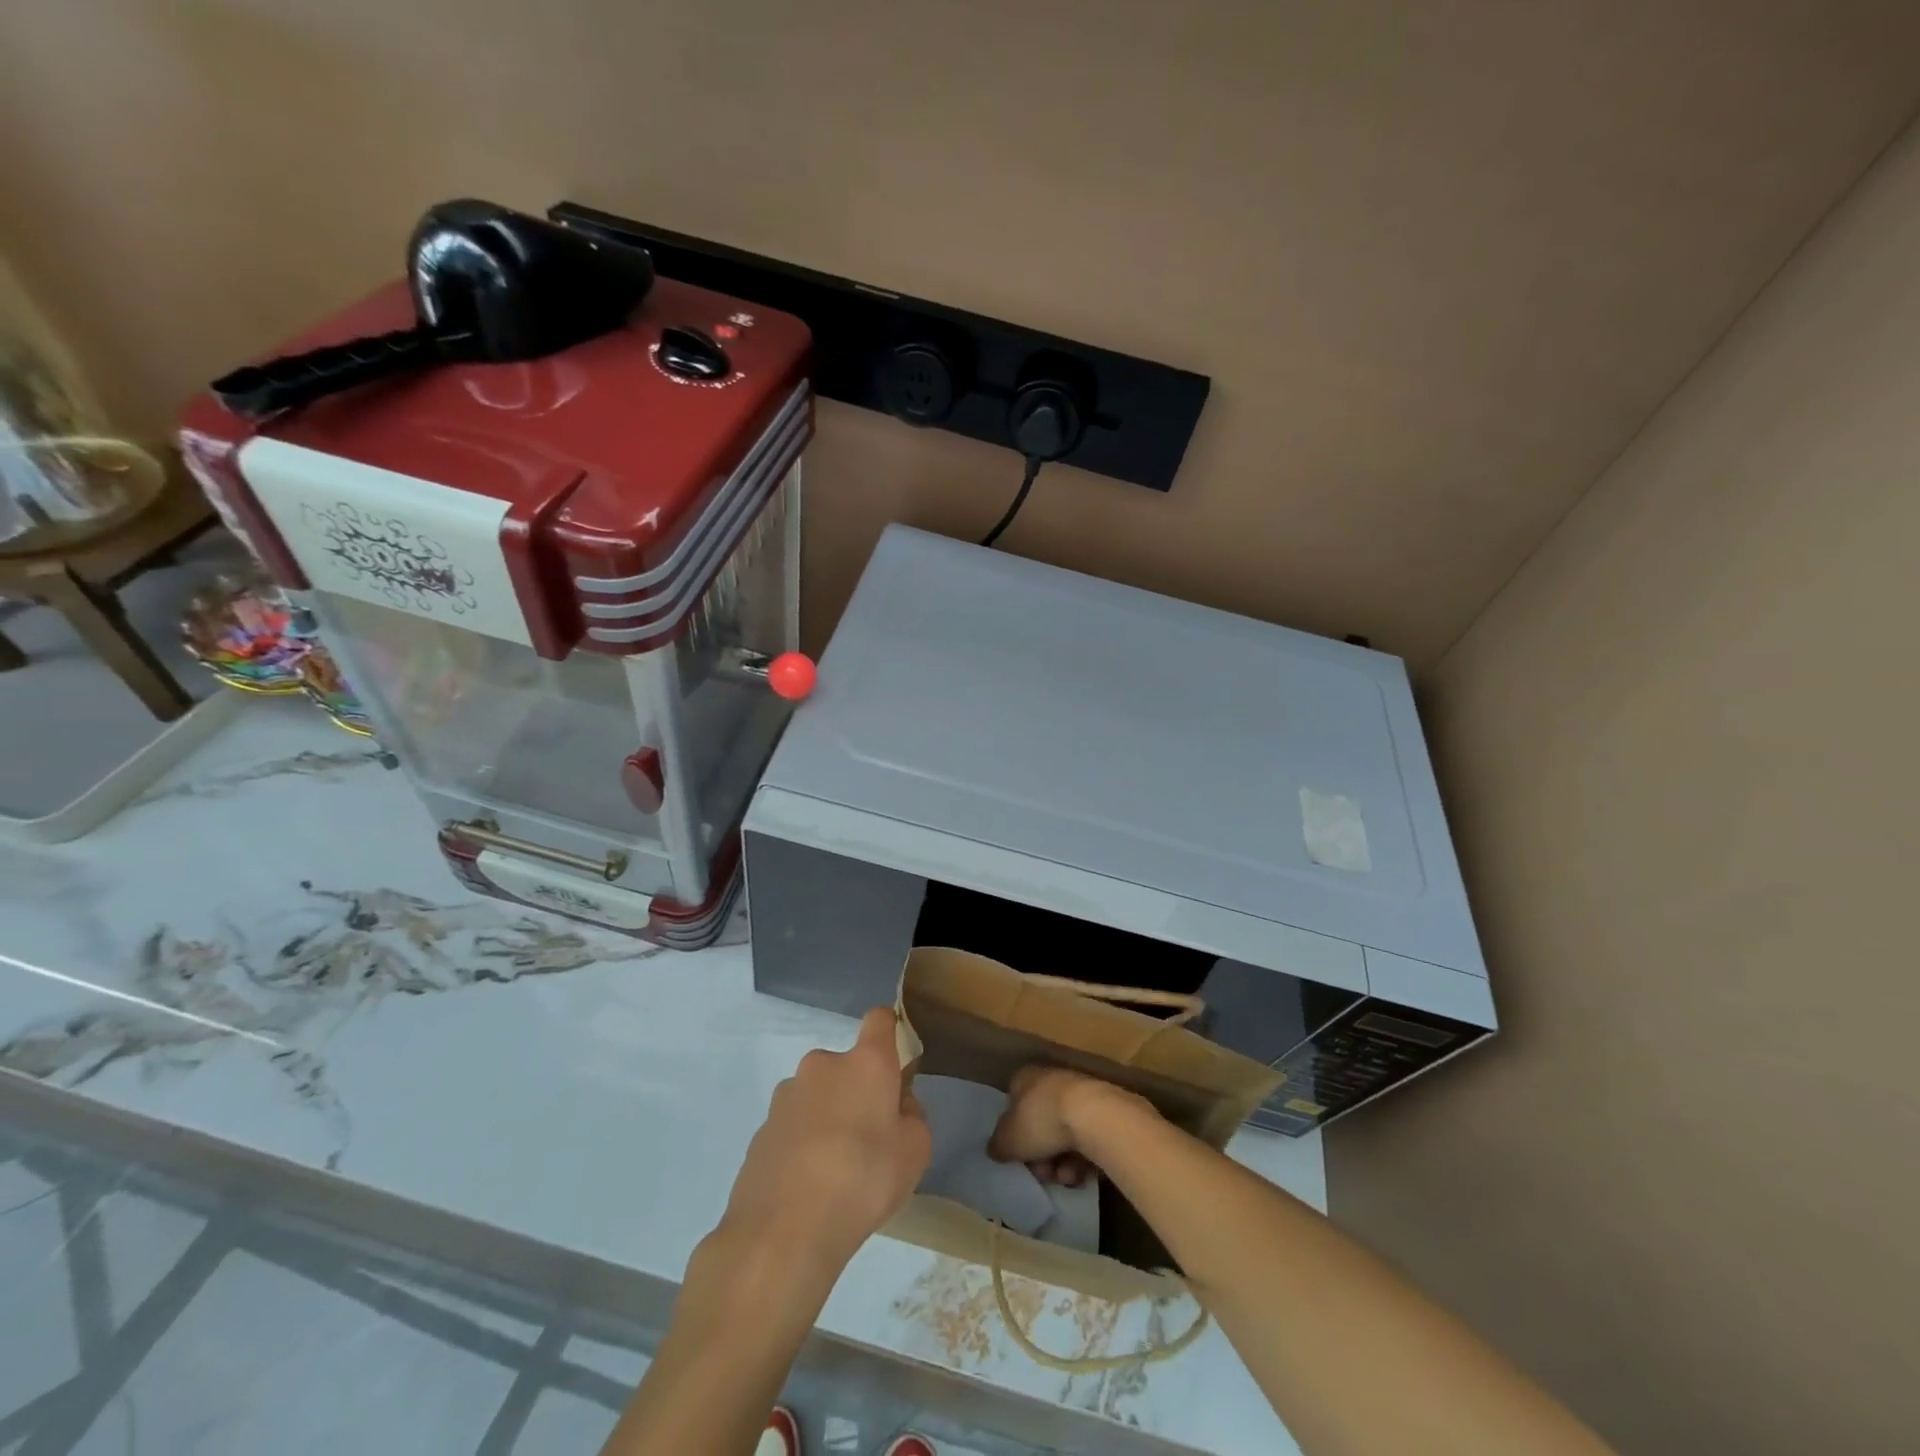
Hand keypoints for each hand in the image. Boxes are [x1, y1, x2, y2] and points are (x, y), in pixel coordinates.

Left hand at [718, 1007, 931, 1273]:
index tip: (897, 1066)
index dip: (890, 1034)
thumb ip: (912, 1116)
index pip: (880, 1019)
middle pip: (847, 1066)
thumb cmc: (863, 1180)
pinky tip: (808, 1186)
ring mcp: (786, 1095)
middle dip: (858, 1091)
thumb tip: (897, 1106)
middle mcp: (822, 1064)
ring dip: (828, 1117)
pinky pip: (794, 1125)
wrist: (782, 1232)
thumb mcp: (916, 1151)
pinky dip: (803, 1143)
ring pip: (818, 1095)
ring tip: (835, 1170)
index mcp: (865, 1062)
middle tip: (869, 1138)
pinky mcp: (761, 1128)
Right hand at [988, 1065, 1150, 1188]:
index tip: (1018, 1155)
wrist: (1095, 1117)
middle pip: (1039, 1124)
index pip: (1012, 1103)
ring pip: (1063, 1135)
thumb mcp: (1008, 1140)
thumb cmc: (1042, 1121)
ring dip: (1061, 1162)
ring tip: (1066, 1177)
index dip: (1013, 1132)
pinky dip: (1082, 1158)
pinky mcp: (1102, 1111)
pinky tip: (1082, 1173)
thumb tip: (996, 1149)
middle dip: (1040, 1156)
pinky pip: (1085, 1139)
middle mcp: (1050, 1080)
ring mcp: (1078, 1094)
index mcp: (1025, 1077)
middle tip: (1043, 1173)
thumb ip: (998, 1145)